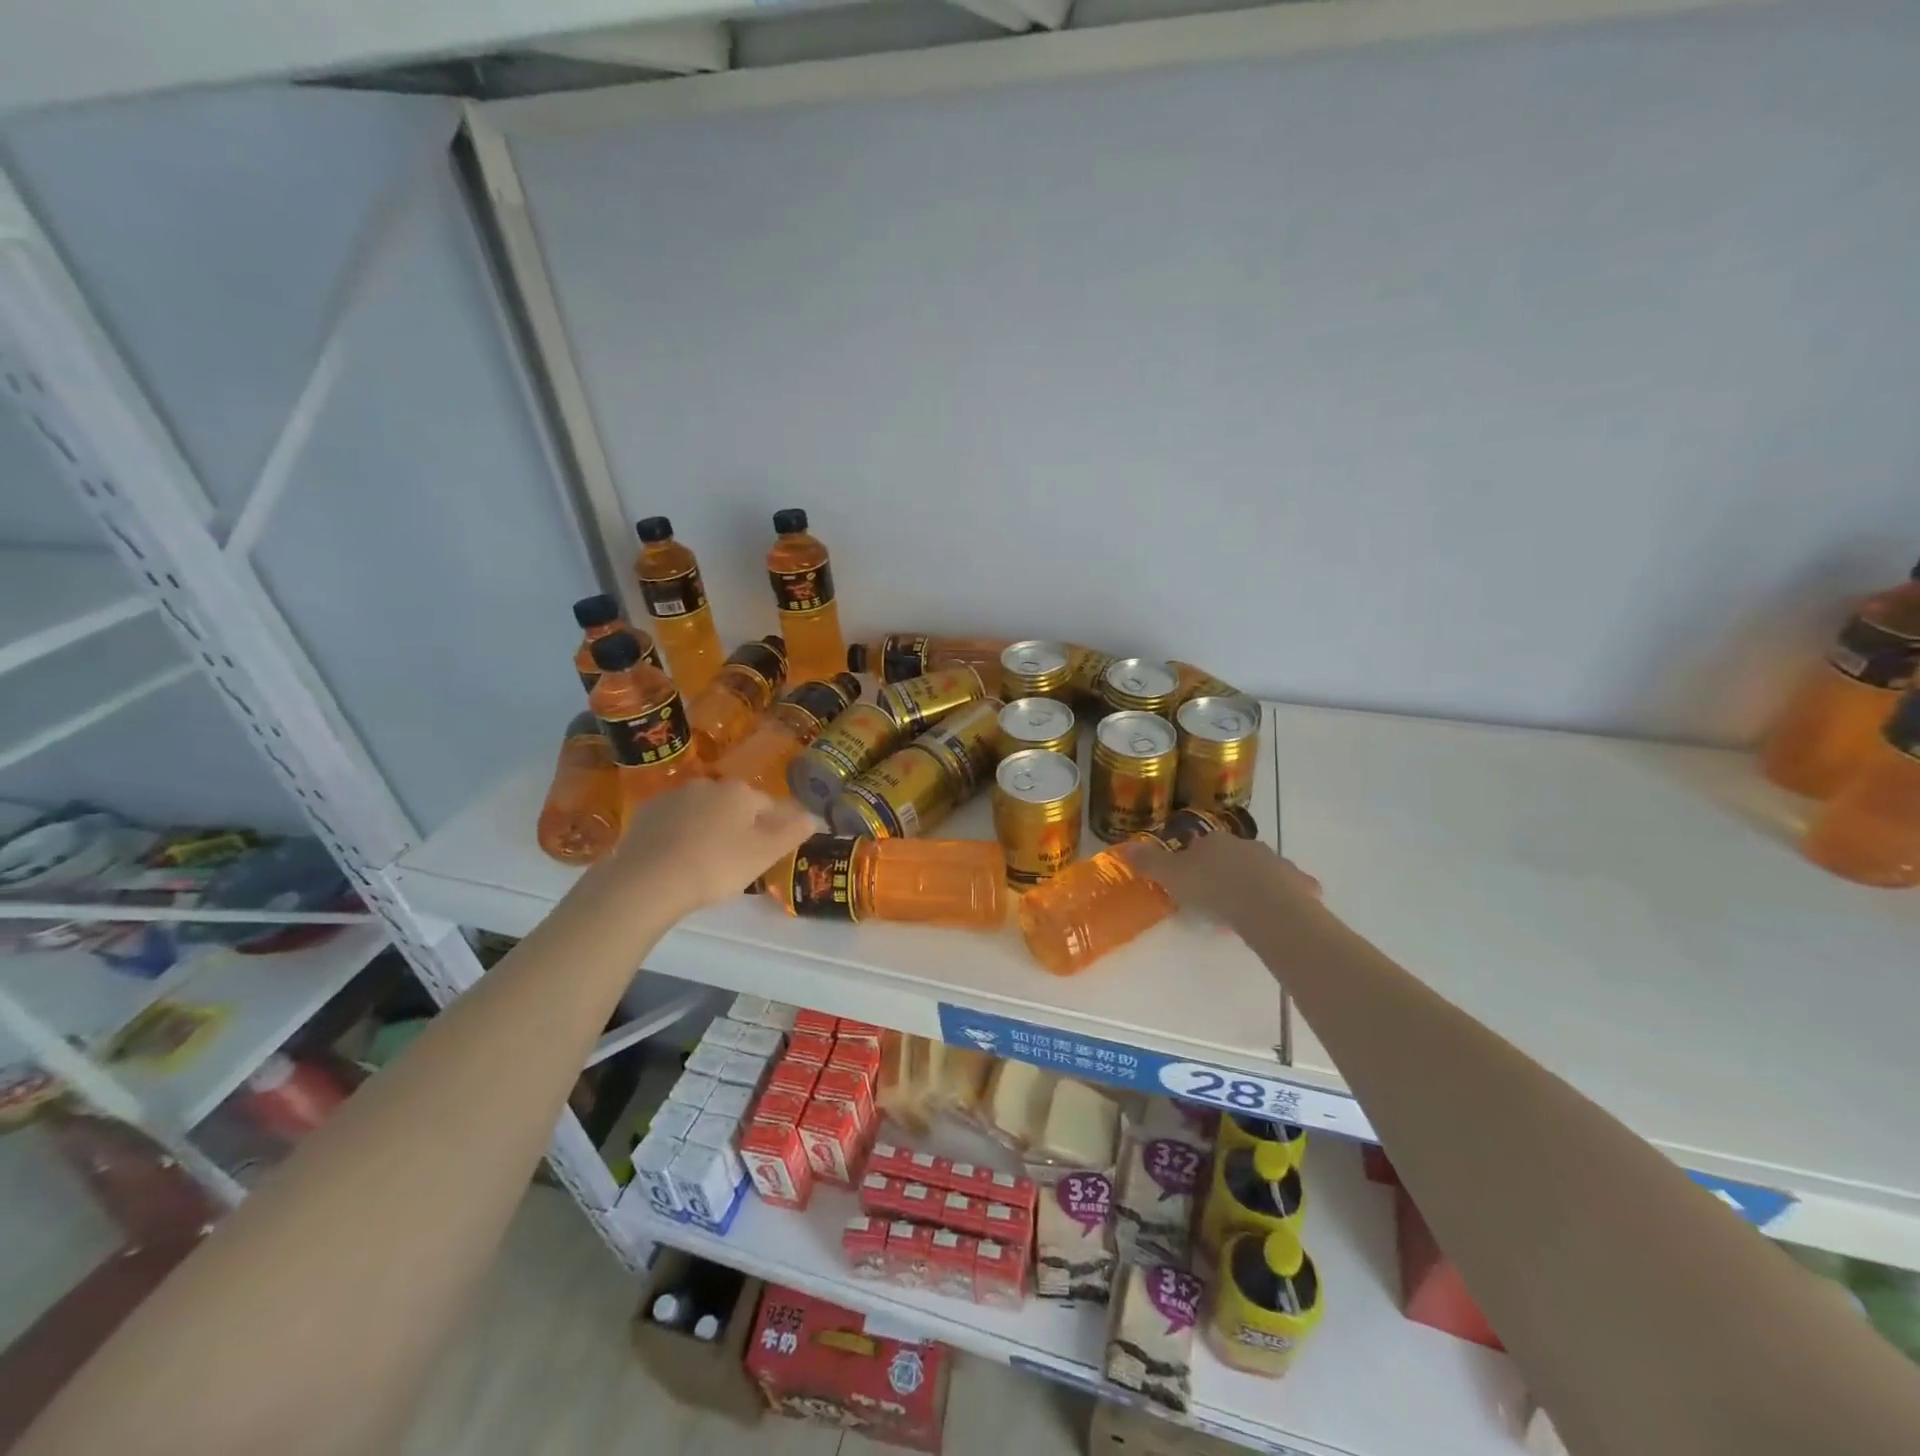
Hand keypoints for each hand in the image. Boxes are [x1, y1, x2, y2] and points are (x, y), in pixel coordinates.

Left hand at [601, 777, 817, 915]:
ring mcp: (672, 797)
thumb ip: (792, 832)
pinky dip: (679, 837)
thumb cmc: (716, 865)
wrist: (647, 880)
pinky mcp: (645, 814)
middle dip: (738, 827)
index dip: (773, 830)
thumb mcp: (764, 854)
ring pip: (702, 813)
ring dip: (708, 830)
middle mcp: (707, 784)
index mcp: (740, 791)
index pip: (768, 806)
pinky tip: (676, 861)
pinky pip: (673, 823)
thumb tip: (814, 816)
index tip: (767, 854)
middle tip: (736, 862)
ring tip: (704, 864)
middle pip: (734, 806)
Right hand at [1132, 833, 1320, 932]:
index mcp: (1214, 842)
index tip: (1189, 882)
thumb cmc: (1213, 889)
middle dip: (1224, 872)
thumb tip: (1124, 847)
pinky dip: (1284, 897)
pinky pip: (1289, 889)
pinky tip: (1277, 914)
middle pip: (1231, 856)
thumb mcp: (1172, 876)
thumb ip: (1149, 863)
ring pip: (1261, 871)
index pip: (1200, 846)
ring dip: (1252, 884)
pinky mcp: (1298, 884)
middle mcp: (1245, 845)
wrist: (1265, 906)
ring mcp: (1275, 863)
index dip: (1193, 862)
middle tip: (1215, 899)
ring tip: (1242, 910)